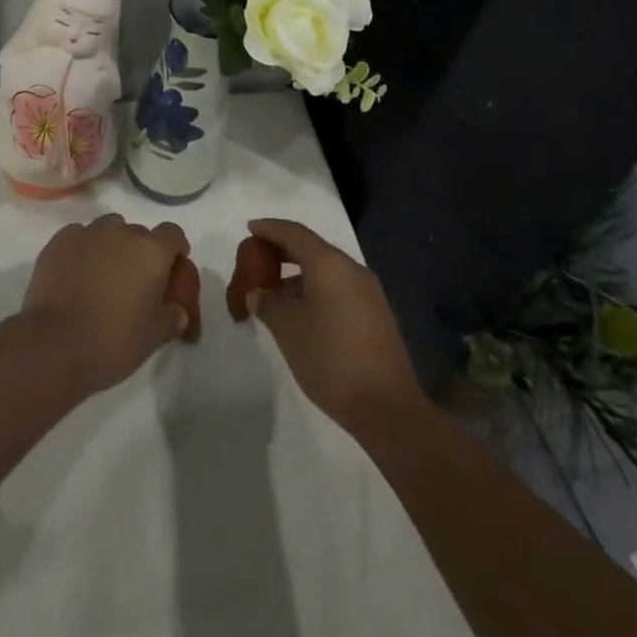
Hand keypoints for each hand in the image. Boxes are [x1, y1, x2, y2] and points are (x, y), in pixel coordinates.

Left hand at [22, 214, 190, 392]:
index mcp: (151, 251)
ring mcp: (87, 233)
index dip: (175, 249)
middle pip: (138, 233)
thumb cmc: (113, 341)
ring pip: (107, 230)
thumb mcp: (154, 337)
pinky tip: (75, 275)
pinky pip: (78, 238)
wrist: (54, 345)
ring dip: (110, 247)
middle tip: (133, 283)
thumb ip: (172, 317)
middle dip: (140, 253)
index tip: (171, 269)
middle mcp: (121, 232)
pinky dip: (81, 251)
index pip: (173, 234)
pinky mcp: (58, 241)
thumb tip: (177, 312)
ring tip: (102, 277)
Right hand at [244, 218, 424, 431]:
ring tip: (273, 293)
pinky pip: (338, 289)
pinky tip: (300, 313)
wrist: (387, 408)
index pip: (294, 233)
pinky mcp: (376, 316)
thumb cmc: (330, 359)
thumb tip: (258, 293)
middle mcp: (351, 269)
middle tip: (257, 259)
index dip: (269, 229)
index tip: (250, 228)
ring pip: (326, 271)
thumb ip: (268, 304)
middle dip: (282, 251)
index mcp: (330, 264)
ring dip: (298, 275)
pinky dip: (315, 291)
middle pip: (311, 249)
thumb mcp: (288, 330)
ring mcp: (368, 293)